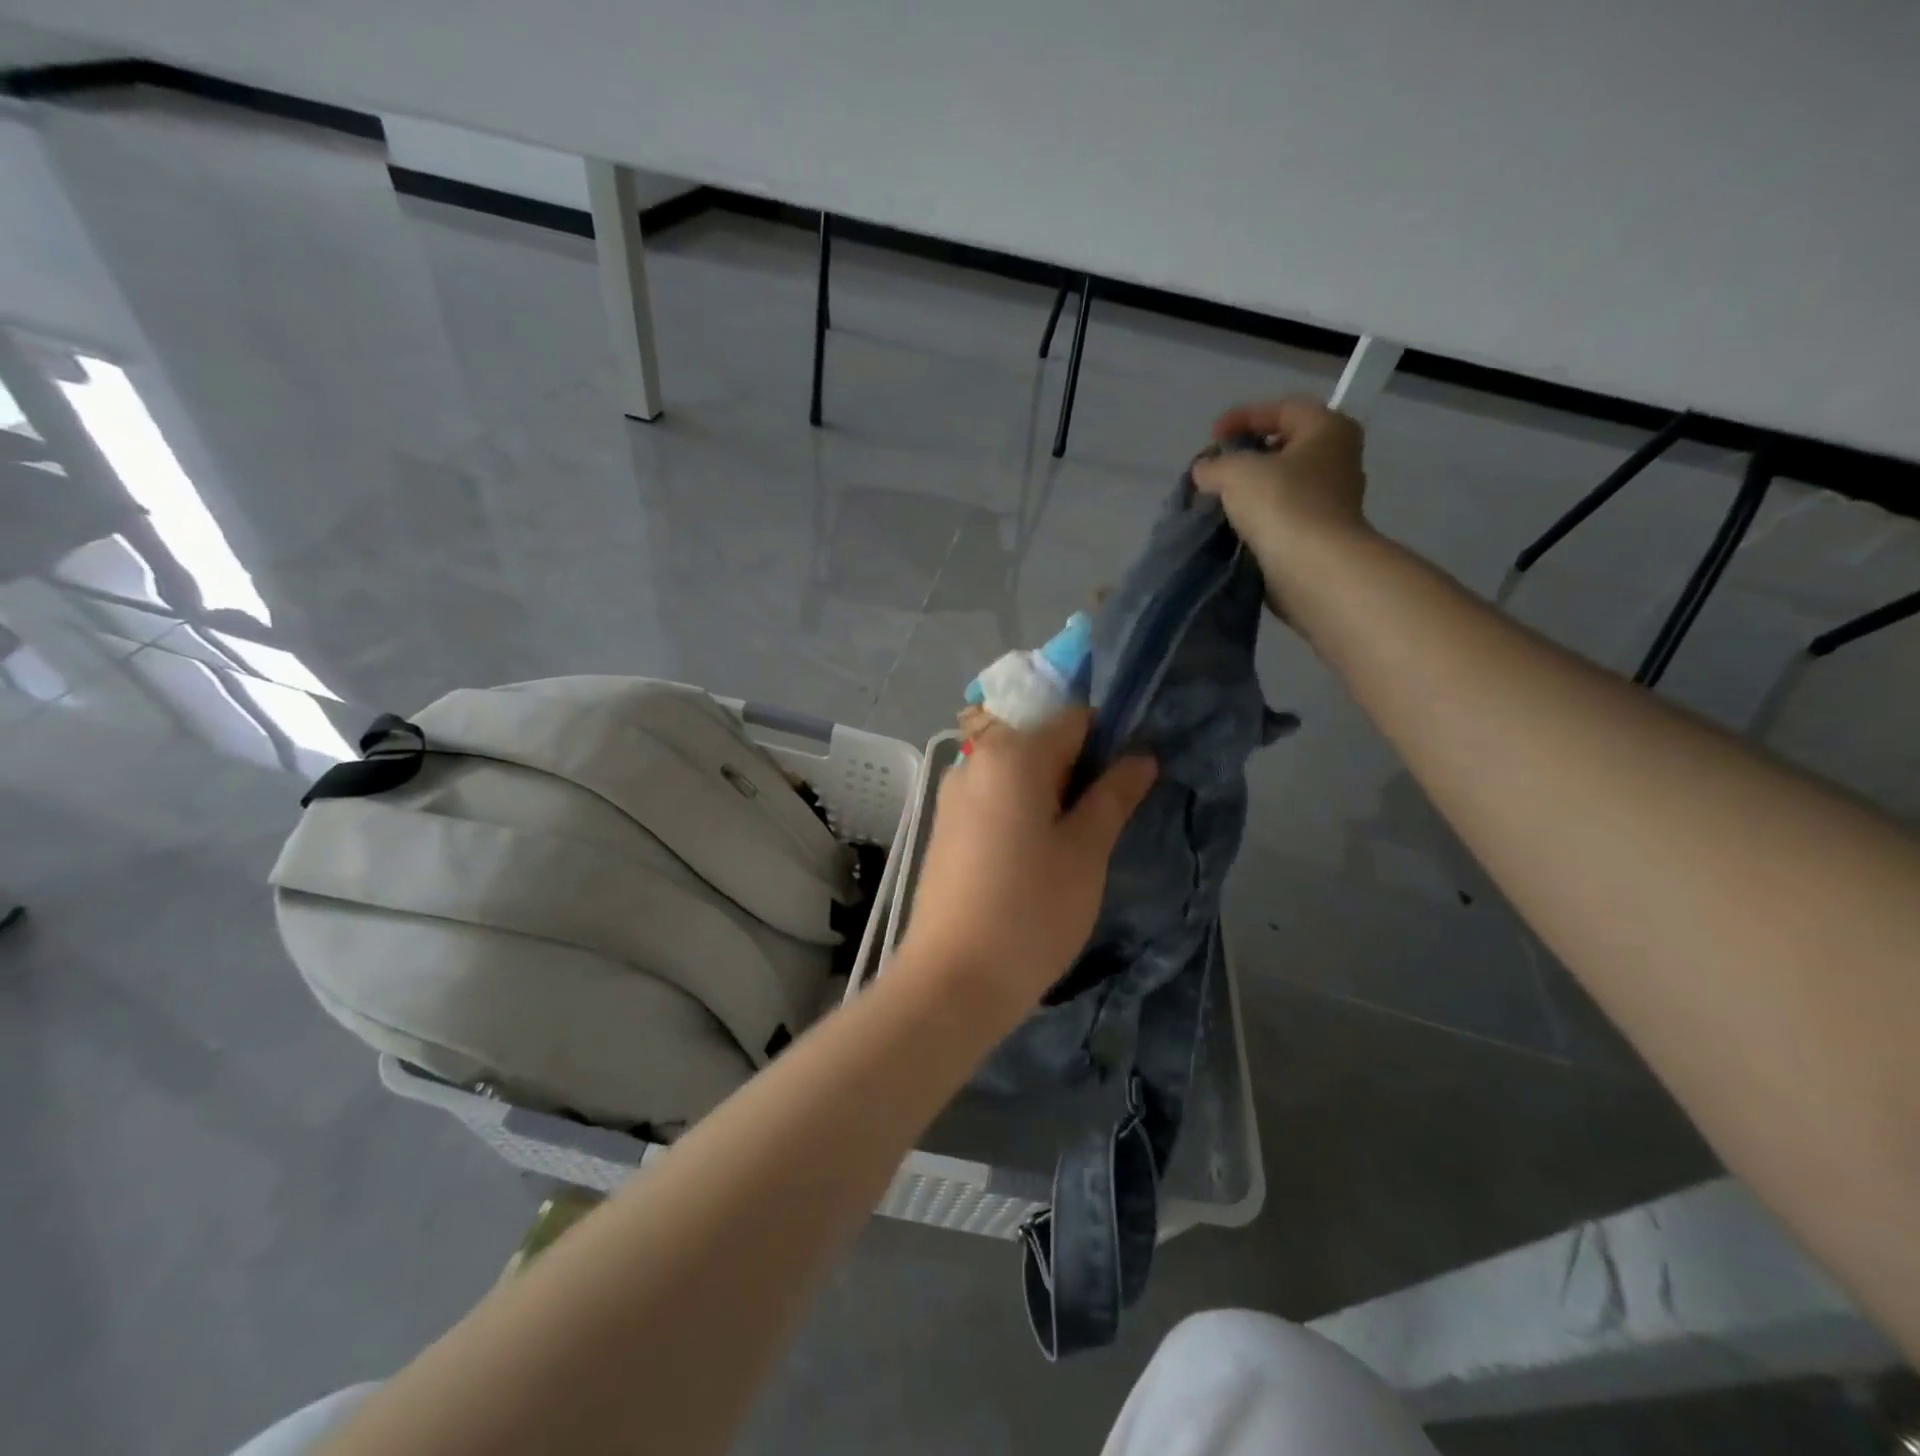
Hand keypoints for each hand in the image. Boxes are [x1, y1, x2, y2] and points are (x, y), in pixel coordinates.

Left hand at [898, 710, 1155, 1012]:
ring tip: (1073, 846)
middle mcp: (975, 760)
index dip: (1110, 741)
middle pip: (1042, 742)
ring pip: (1018, 774)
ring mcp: (952, 794)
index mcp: (1012, 753)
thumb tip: (1140, 755)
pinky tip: (1035, 858)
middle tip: (1105, 822)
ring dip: (1052, 795)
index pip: (1075, 718)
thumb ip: (1114, 794)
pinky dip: (1022, 812)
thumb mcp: (1086, 851)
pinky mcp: (944, 826)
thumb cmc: (1031, 911)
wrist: (952, 980)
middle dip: (1080, 771)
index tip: (1129, 784)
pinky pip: (994, 799)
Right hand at [1191, 398, 1372, 617]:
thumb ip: (1215, 464)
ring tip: (1216, 499)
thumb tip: (1204, 471)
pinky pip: (1282, 516)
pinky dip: (1257, 517)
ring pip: (1283, 484)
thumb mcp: (1236, 472)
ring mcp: (1331, 501)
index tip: (1211, 436)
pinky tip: (1232, 525)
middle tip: (1215, 467)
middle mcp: (1338, 460)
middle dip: (1247, 455)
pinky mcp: (1319, 535)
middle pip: (1285, 447)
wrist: (1313, 569)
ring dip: (1250, 489)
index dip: (1243, 416)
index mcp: (1329, 429)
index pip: (1283, 409)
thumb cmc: (1282, 504)